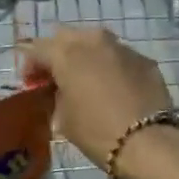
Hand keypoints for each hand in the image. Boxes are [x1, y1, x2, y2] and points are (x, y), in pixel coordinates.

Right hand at [20, 28, 175, 173]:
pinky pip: (119, 56)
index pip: (37, 48)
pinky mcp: (144, 59)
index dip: (29, 64)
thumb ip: (57, 96)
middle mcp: (93, 41)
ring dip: (85, 56)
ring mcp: (122, 47)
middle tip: (56, 76)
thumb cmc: (96, 131)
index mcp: (66, 53)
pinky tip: (113, 87)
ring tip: (86, 79)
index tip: (30, 83)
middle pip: (66, 37)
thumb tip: (61, 91)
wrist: (148, 142)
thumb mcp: (63, 118)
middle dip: (57, 53)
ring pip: (95, 42)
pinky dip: (110, 66)